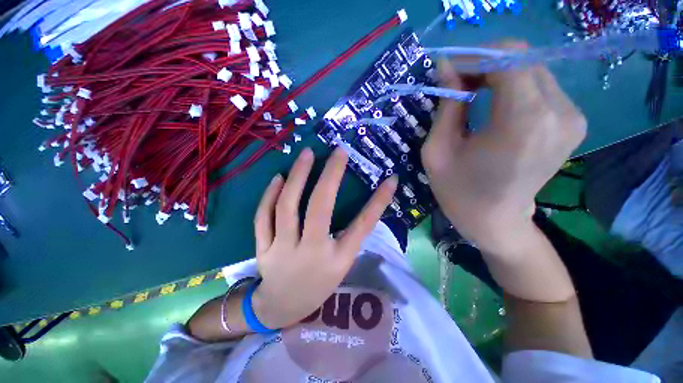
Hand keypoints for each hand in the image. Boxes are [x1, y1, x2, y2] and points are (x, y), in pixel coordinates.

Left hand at [251, 147, 396, 328]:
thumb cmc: (319, 285)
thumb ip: (351, 236)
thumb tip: (368, 206)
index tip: (390, 179)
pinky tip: (277, 178)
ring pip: (287, 207)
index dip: (378, 202)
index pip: (362, 226)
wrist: (282, 308)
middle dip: (330, 176)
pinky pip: (263, 218)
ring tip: (307, 154)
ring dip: (298, 177)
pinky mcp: (262, 249)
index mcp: (337, 260)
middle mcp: (311, 253)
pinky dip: (269, 196)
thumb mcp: (342, 264)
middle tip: (338, 151)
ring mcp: (282, 251)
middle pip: (320, 208)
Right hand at [422, 41, 585, 252]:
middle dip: (483, 63)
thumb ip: (446, 105)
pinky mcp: (572, 121)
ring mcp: (572, 116)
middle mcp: (558, 112)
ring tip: (471, 93)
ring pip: (531, 68)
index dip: (474, 57)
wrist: (495, 221)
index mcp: (523, 121)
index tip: (449, 71)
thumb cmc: (458, 192)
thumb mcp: (437, 150)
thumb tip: (447, 67)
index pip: (507, 58)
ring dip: (497, 74)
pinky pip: (539, 85)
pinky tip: (493, 104)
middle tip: (456, 82)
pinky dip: (512, 85)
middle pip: (522, 58)